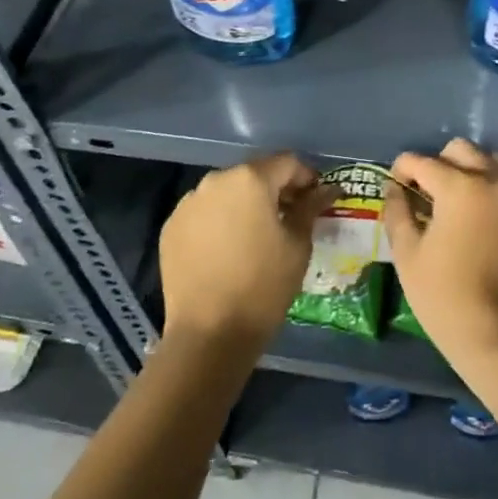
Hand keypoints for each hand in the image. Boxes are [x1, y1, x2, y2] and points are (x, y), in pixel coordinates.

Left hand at [159, 154, 336, 357]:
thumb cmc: (263, 286)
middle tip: (290, 216)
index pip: (287, 163)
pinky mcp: (171, 227)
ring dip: (245, 204)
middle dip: (274, 190)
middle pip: (254, 174)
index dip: (306, 177)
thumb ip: (310, 208)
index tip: (316, 198)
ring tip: (257, 235)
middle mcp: (216, 180)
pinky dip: (219, 222)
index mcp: (250, 179)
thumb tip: (326, 189)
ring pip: (226, 192)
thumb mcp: (297, 245)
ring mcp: (189, 203)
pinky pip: (203, 213)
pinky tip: (228, 250)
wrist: (208, 335)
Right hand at [383, 139, 497, 372]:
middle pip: (460, 149)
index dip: (402, 170)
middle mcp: (492, 180)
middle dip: (439, 164)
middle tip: (430, 193)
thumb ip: (397, 212)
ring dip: (476, 170)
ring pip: (496, 160)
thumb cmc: (445, 297)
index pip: (421, 161)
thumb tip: (394, 187)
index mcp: (457, 186)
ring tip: (466, 198)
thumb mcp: (407, 255)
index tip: (398, 186)